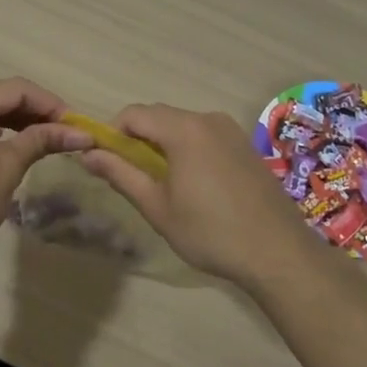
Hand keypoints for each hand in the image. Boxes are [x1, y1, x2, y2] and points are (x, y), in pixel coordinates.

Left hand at [0, 78, 91, 276]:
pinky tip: (12, 148)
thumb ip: (41, 141)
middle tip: (66, 134)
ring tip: (46, 141)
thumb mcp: (7, 169)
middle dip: (35, 113)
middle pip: (0, 97)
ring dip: (17, 123)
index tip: (76, 125)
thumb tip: (79, 133)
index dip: (51, 104)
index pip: (17, 89)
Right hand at [78, 104, 325, 289]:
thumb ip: (121, 174)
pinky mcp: (245, 146)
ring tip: (162, 185)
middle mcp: (208, 119)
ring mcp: (231, 131)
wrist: (278, 253)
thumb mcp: (157, 207)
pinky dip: (188, 150)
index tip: (106, 162)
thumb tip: (87, 154)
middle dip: (138, 139)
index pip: (134, 114)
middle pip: (159, 116)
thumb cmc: (210, 232)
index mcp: (184, 129)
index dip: (112, 133)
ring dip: (163, 145)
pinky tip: (194, 185)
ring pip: (183, 126)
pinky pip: (205, 136)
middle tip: (132, 177)